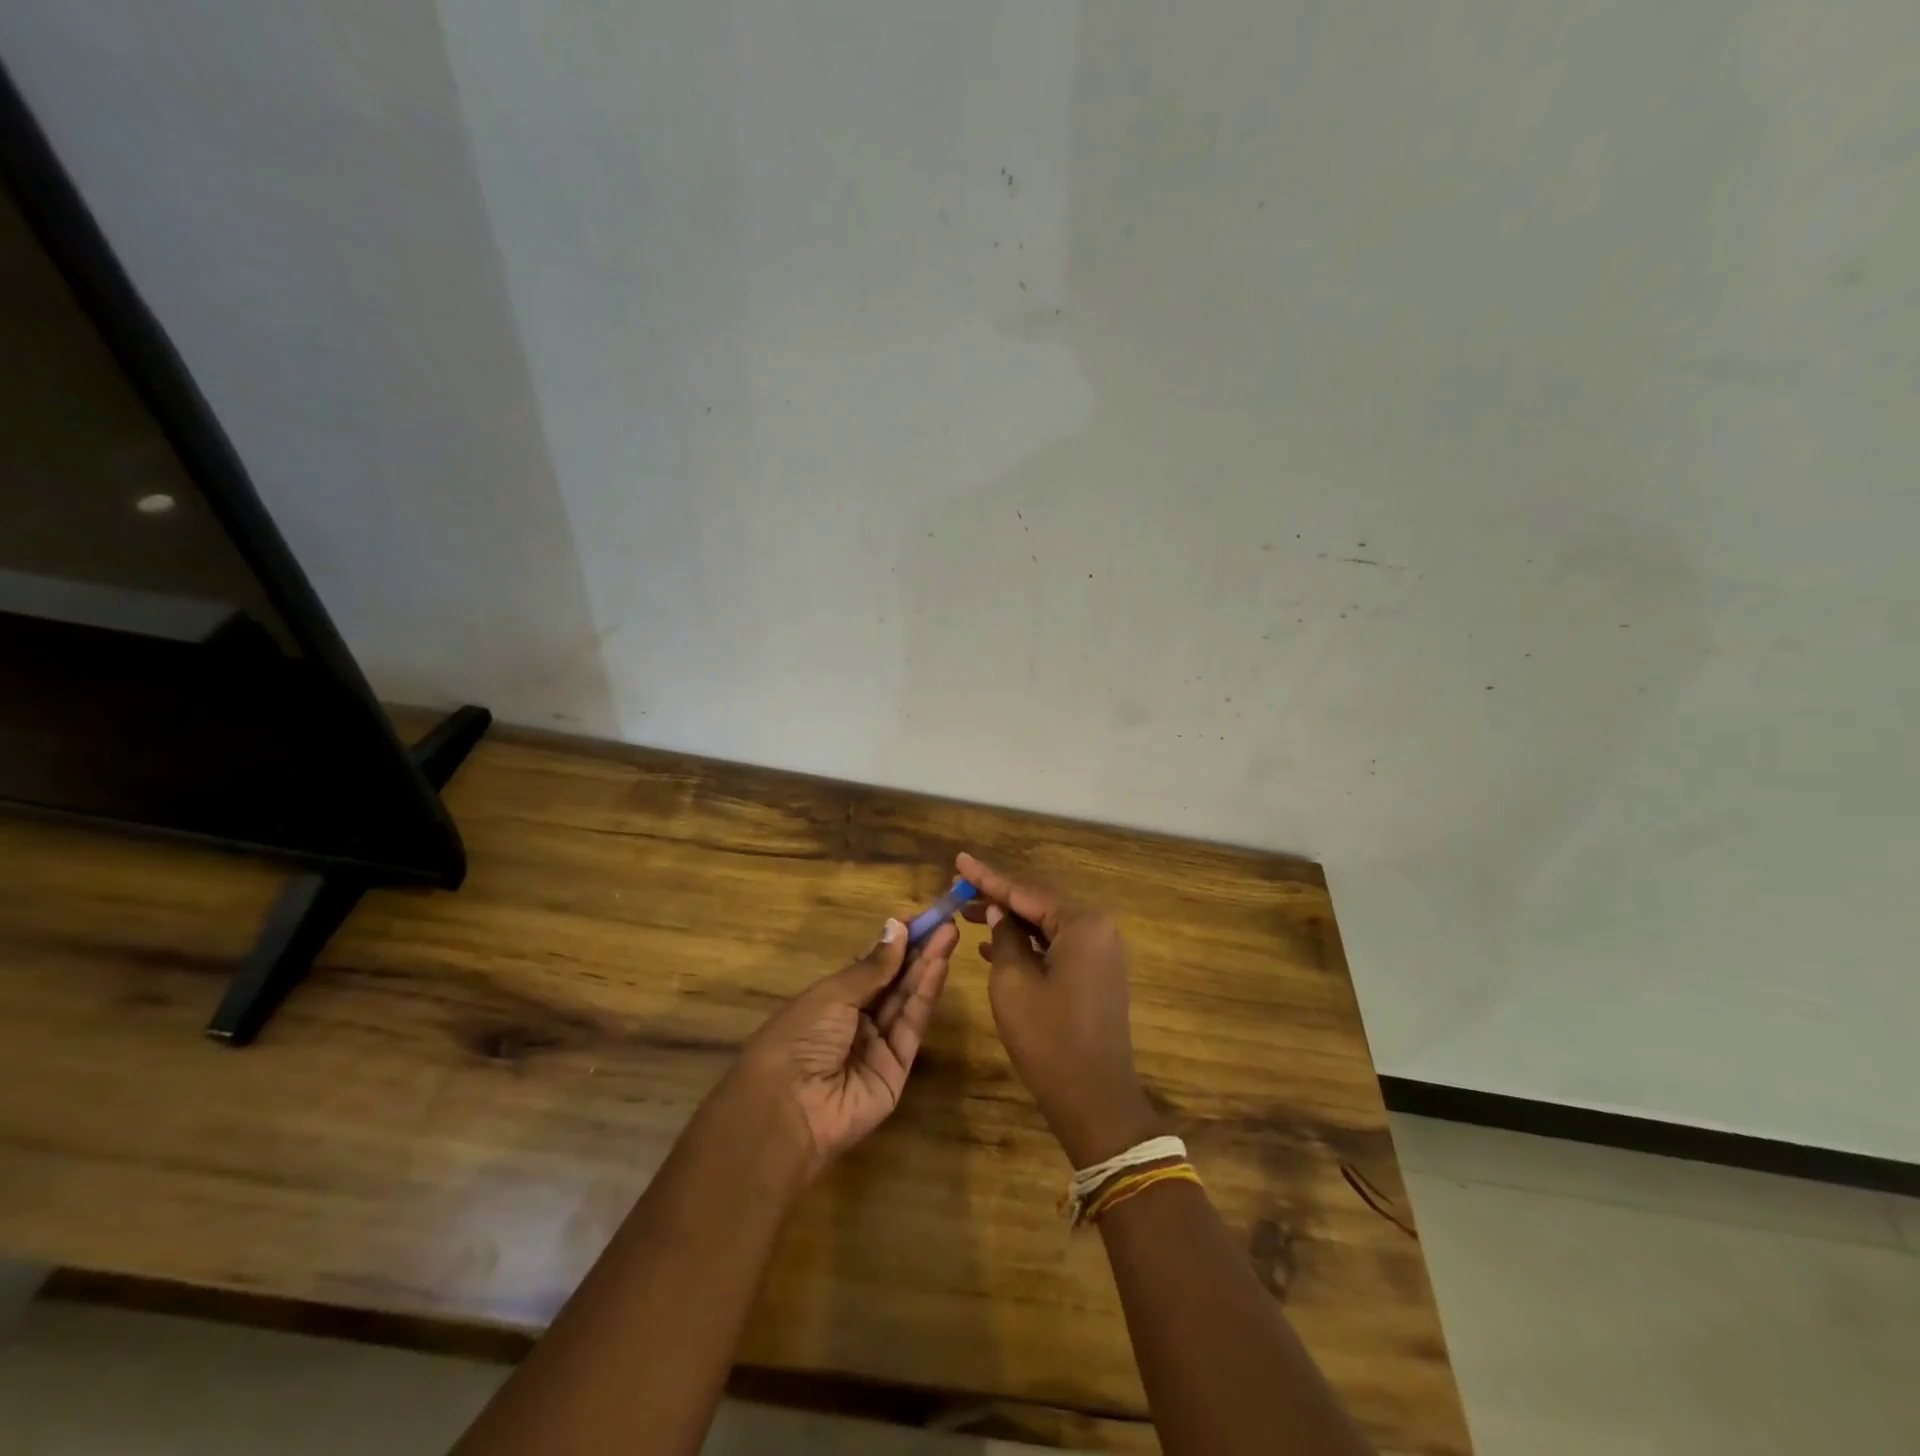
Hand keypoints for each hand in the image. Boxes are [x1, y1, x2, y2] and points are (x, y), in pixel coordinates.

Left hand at [726, 916, 958, 1182]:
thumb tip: (896, 927)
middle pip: (894, 982)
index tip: (918, 918)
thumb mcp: (833, 994)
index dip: (895, 943)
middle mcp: (857, 1021)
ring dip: (928, 967)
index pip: (871, 967)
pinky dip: (926, 996)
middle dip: (918, 951)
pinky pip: (912, 1027)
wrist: (789, 1108)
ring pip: (907, 1001)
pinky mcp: (898, 1070)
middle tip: (945, 923)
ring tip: (949, 935)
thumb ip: (873, 966)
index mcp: (832, 1000)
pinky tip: (939, 966)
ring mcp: (878, 1047)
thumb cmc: (800, 1037)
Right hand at [958, 853, 1164, 1167]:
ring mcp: (1100, 952)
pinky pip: (1056, 945)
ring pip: (1046, 924)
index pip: (1026, 891)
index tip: (959, 860)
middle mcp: (1097, 929)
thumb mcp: (1013, 984)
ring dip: (1010, 920)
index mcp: (1082, 924)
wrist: (1095, 1100)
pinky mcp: (1095, 974)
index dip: (988, 877)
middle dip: (998, 896)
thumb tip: (1000, 913)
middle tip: (959, 888)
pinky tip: (993, 944)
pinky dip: (1027, 943)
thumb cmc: (1049, 1040)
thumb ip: (1005, 938)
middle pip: (1039, 903)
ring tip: (968, 913)